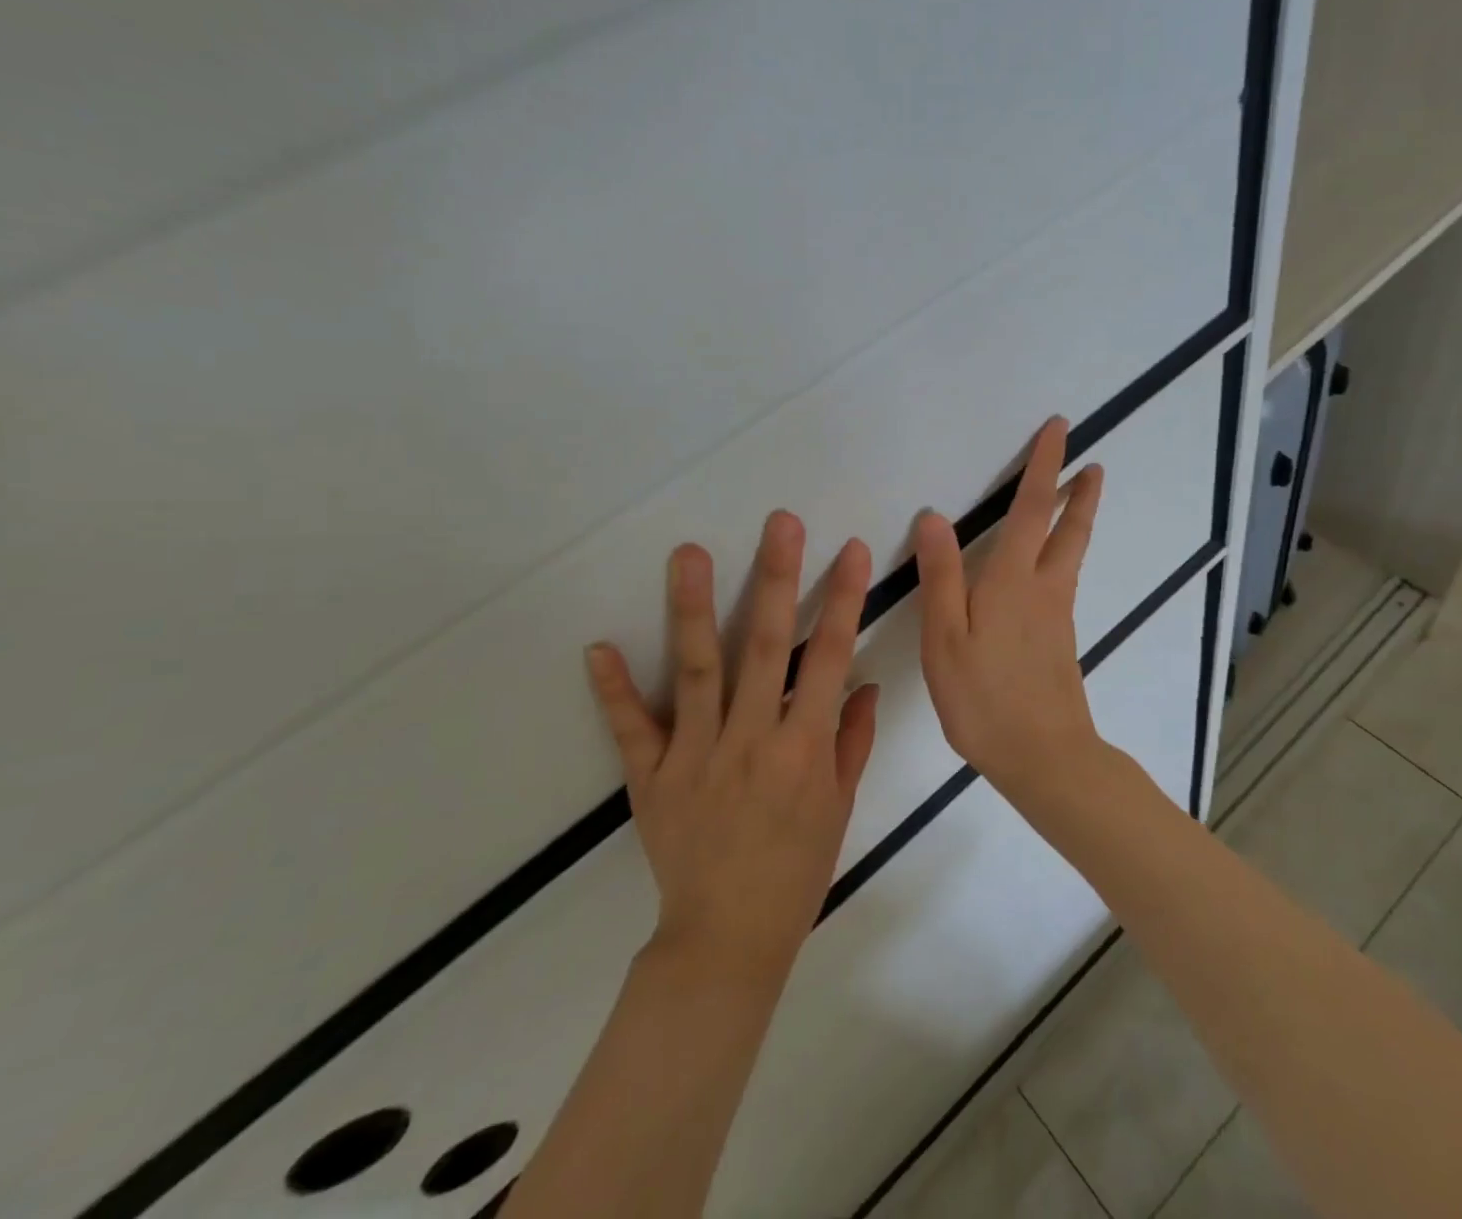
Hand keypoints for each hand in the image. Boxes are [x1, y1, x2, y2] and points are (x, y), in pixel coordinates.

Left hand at [586, 512, 878, 977]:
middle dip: (776, 578)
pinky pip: (631, 729)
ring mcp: (696, 756)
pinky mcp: (652, 778)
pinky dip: (614, 690)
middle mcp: (751, 740)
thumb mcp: (839, 807)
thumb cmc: (796, 869)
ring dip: (691, 607)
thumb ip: (851, 741)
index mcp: (803, 748)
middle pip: (764, 646)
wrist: (728, 938)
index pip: (829, 658)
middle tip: (779, 524)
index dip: (843, 600)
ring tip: (688, 552)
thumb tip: (863, 683)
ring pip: (696, 669)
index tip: (851, 550)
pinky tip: (598, 647)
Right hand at [914, 417, 1104, 798]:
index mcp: (1012, 582)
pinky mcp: (1061, 641)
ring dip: (1077, 521)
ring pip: (1071, 555)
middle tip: (1091, 464)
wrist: (1045, 757)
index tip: (1061, 430)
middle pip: (1068, 530)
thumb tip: (936, 518)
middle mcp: (1044, 590)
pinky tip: (1050, 569)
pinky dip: (1065, 555)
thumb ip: (941, 578)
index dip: (1044, 467)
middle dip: (1078, 493)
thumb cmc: (985, 699)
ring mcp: (1058, 616)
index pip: (1031, 510)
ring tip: (1080, 498)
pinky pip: (1064, 582)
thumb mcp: (945, 640)